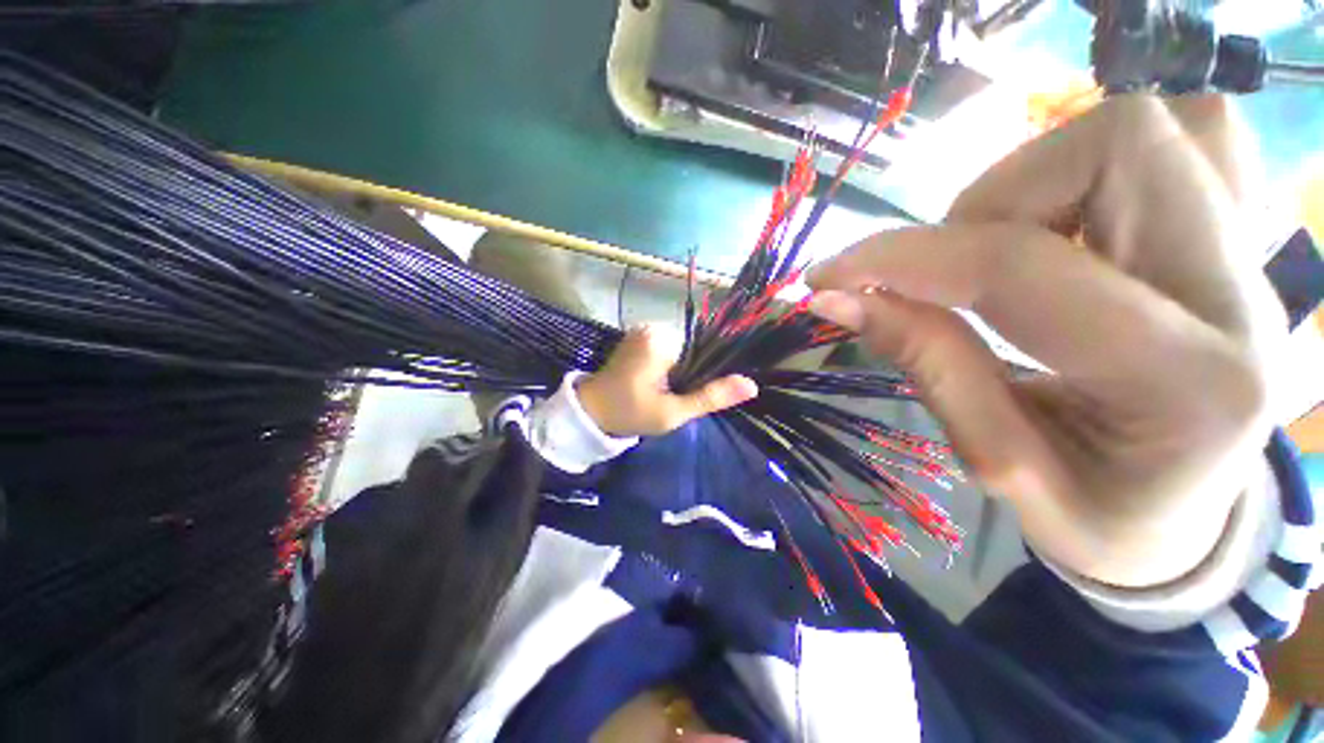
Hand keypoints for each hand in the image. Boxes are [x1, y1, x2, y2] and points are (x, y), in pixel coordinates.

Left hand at [578, 325, 757, 436]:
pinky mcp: (637, 338)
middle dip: (690, 374)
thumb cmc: (630, 413)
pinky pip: (666, 349)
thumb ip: (710, 397)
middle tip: (675, 398)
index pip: (703, 351)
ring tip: (666, 392)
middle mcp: (653, 327)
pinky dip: (668, 366)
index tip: (694, 394)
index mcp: (662, 340)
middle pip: (692, 350)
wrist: (591, 413)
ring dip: (679, 371)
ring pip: (680, 351)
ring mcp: (643, 330)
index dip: (705, 374)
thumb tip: (751, 385)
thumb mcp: (673, 412)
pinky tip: (658, 383)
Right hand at [808, 95, 1285, 587]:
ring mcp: (1250, 252)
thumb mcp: (995, 461)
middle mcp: (1241, 294)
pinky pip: (1173, 141)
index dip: (902, 259)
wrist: (1185, 517)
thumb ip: (925, 362)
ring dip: (1030, 184)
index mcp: (1185, 383)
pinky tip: (1063, 230)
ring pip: (1137, 132)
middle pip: (1116, 147)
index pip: (1019, 266)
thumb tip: (837, 299)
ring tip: (997, 258)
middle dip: (990, 198)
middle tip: (945, 270)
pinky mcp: (1235, 235)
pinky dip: (1085, 170)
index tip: (828, 277)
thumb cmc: (1093, 513)